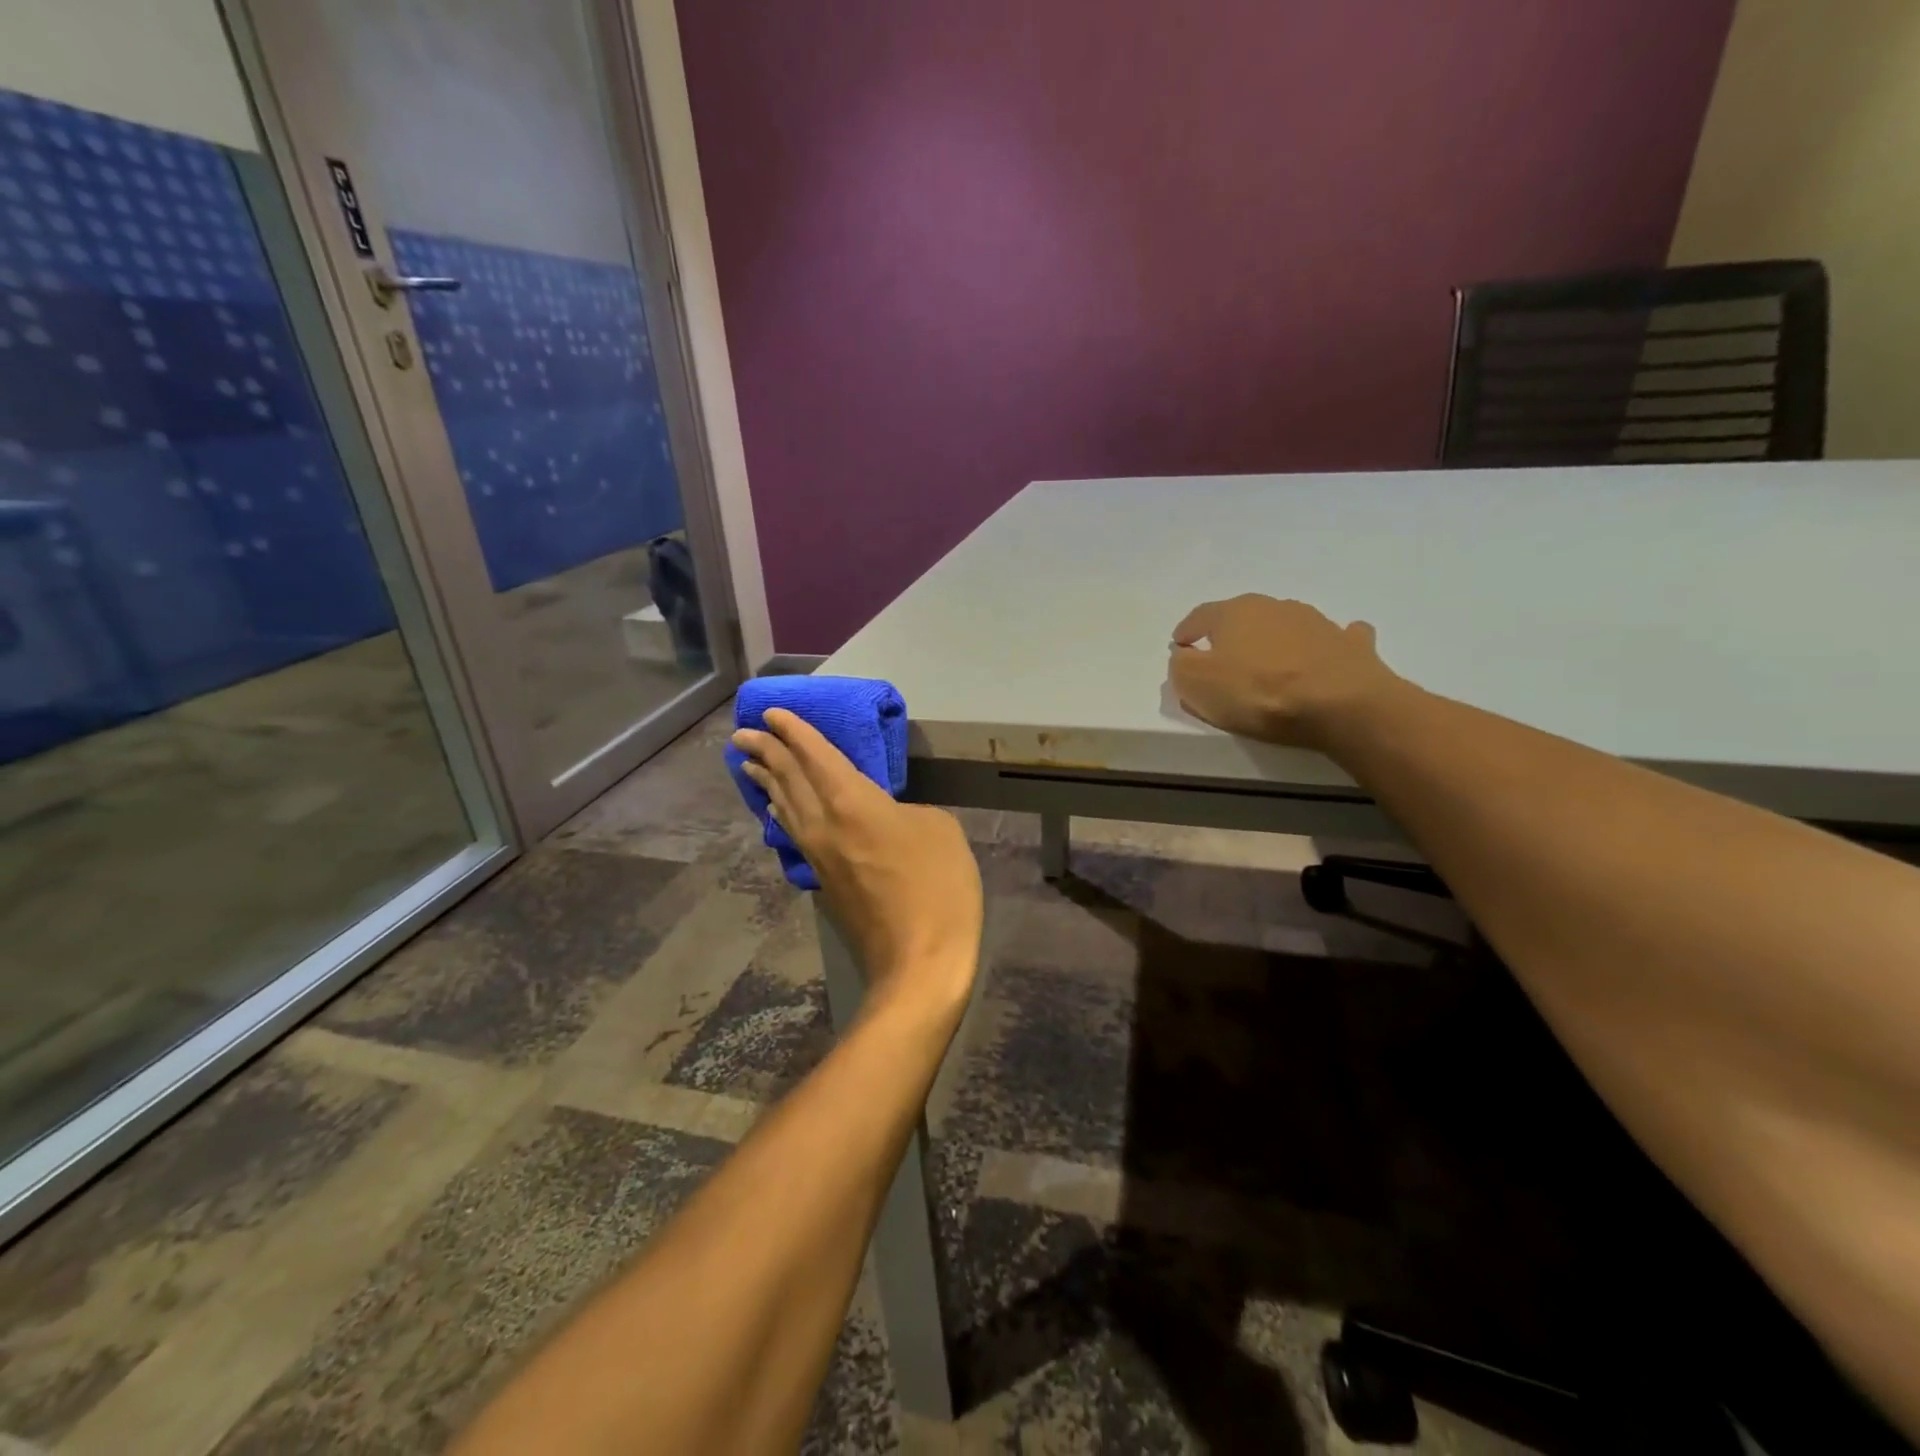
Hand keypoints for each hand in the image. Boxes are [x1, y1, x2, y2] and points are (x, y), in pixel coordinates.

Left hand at [730, 709, 982, 1014]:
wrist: (917, 962)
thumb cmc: (936, 887)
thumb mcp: (939, 829)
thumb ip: (907, 810)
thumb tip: (886, 817)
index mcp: (852, 802)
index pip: (815, 755)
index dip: (794, 731)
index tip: (772, 712)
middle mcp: (824, 824)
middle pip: (788, 778)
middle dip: (766, 751)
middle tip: (744, 732)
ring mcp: (818, 856)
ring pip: (784, 808)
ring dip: (766, 781)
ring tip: (747, 764)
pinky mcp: (823, 882)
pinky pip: (793, 833)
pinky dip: (781, 813)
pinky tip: (777, 812)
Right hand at [1168, 594, 1403, 749]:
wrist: (1341, 704)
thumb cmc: (1258, 692)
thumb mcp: (1197, 684)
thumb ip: (1181, 667)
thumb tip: (1185, 656)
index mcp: (1234, 611)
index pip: (1200, 616)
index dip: (1187, 632)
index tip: (1180, 646)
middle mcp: (1275, 606)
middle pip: (1243, 618)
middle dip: (1230, 636)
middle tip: (1222, 661)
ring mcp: (1317, 622)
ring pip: (1285, 626)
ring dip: (1273, 641)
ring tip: (1267, 666)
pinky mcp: (1349, 644)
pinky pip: (1330, 639)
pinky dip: (1321, 646)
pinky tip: (1321, 657)